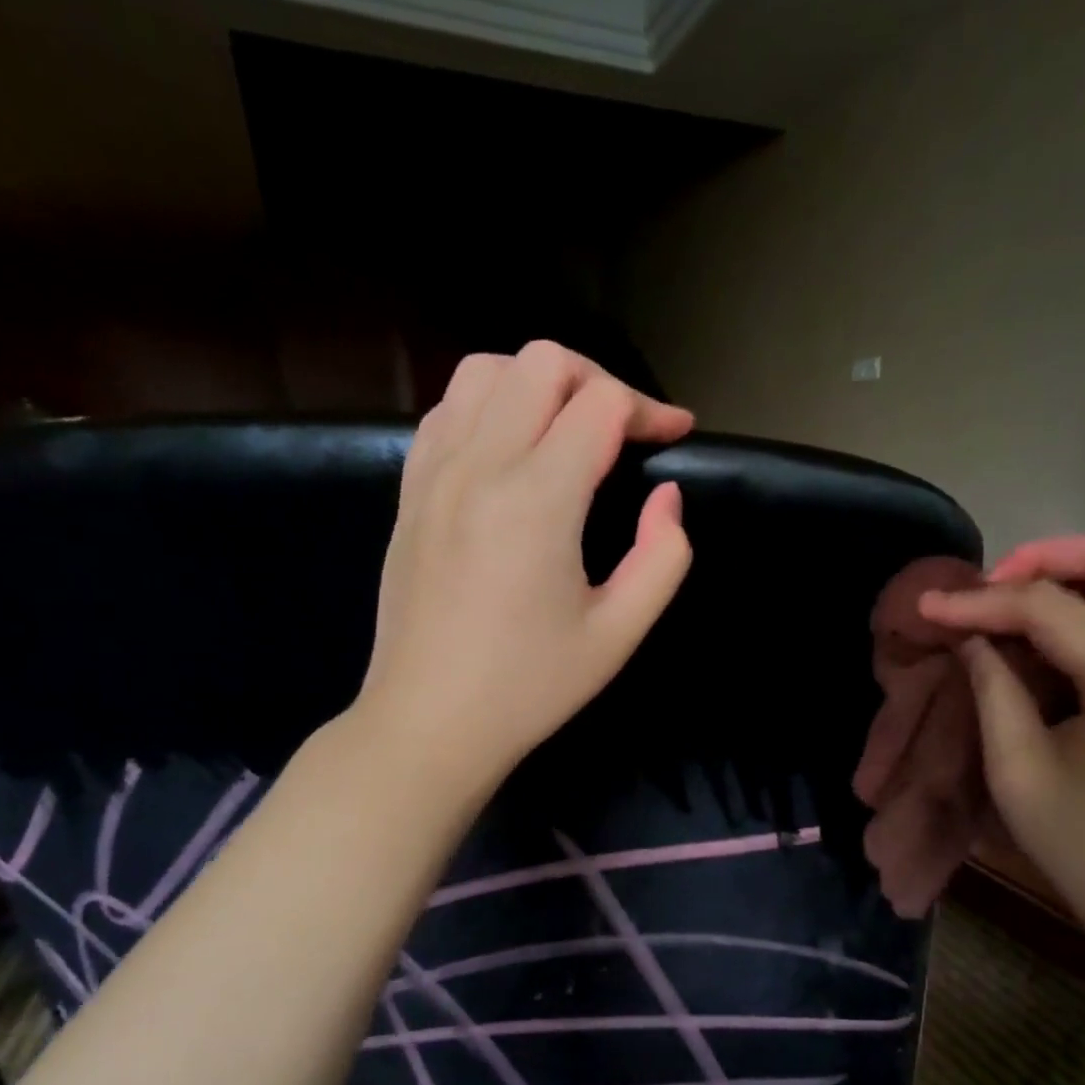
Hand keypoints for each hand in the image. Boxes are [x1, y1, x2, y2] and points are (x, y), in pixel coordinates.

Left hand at [353, 341, 694, 793]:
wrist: (429, 721)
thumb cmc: (530, 687)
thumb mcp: (618, 634)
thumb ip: (662, 557)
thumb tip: (667, 496)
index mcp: (537, 500)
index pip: (600, 404)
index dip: (649, 409)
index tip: (675, 437)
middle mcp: (478, 465)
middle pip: (542, 362)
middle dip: (599, 382)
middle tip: (628, 432)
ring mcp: (433, 472)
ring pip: (485, 370)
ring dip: (539, 384)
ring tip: (570, 431)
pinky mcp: (409, 491)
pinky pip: (446, 409)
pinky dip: (489, 404)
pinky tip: (511, 449)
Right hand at [918, 535, 1084, 931]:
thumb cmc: (1081, 843)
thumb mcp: (1016, 770)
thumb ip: (992, 689)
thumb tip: (970, 635)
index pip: (1051, 610)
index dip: (982, 602)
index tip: (929, 606)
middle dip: (1038, 559)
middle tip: (983, 588)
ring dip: (1061, 576)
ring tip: (1002, 604)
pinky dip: (1081, 603)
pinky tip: (1038, 630)